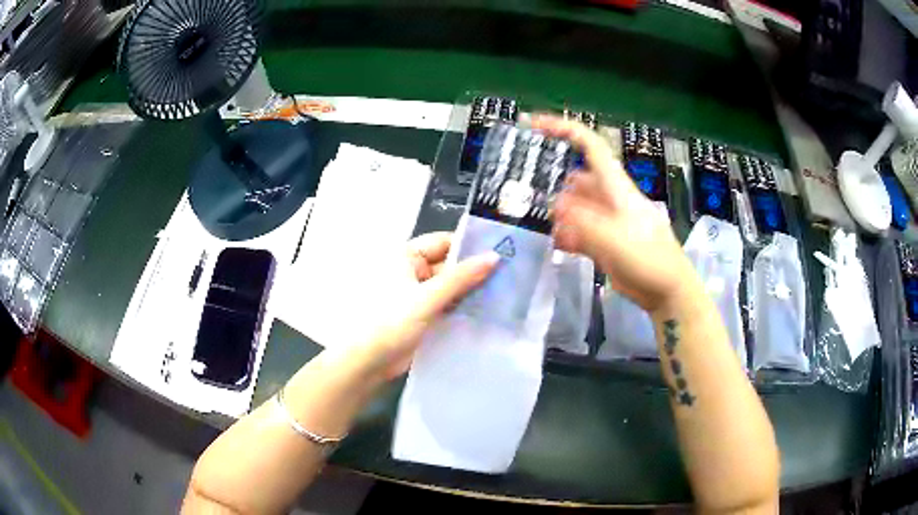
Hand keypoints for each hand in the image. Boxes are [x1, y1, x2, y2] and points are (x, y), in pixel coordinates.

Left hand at [351, 232, 498, 381]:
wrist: (368, 361)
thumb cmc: (391, 321)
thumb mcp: (427, 298)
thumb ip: (461, 277)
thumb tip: (493, 257)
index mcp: (406, 257)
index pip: (443, 242)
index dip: (470, 246)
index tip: (502, 251)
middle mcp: (412, 271)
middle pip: (448, 265)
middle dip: (474, 270)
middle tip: (510, 274)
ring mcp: (417, 294)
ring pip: (450, 286)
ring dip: (470, 290)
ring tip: (505, 292)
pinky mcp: (422, 314)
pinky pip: (446, 304)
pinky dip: (462, 306)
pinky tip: (488, 310)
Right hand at [532, 115, 696, 312]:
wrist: (667, 292)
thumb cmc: (649, 260)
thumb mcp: (615, 240)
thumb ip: (583, 223)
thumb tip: (557, 205)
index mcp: (616, 187)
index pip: (590, 147)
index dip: (564, 130)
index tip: (535, 125)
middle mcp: (609, 198)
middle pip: (576, 180)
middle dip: (556, 187)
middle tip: (532, 201)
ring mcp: (607, 221)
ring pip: (576, 207)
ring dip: (560, 216)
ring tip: (545, 229)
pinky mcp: (605, 241)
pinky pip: (580, 230)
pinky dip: (568, 235)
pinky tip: (559, 245)